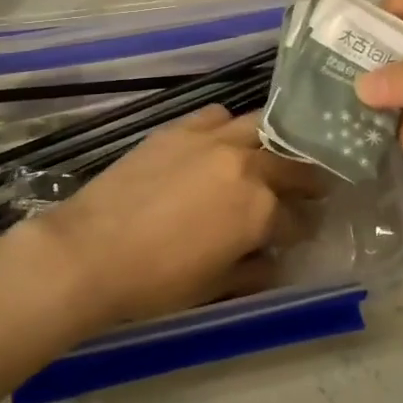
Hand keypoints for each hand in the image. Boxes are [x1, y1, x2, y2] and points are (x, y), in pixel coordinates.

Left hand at [19, 106, 327, 329]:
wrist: (90, 251)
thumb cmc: (155, 282)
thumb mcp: (214, 286)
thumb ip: (253, 270)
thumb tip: (274, 261)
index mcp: (259, 211)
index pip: (299, 218)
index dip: (305, 228)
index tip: (305, 232)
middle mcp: (245, 166)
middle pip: (292, 164)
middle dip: (308, 178)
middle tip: (312, 187)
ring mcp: (212, 141)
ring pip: (261, 127)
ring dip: (275, 143)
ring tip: (274, 155)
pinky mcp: (179, 129)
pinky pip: (217, 115)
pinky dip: (229, 126)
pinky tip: (223, 141)